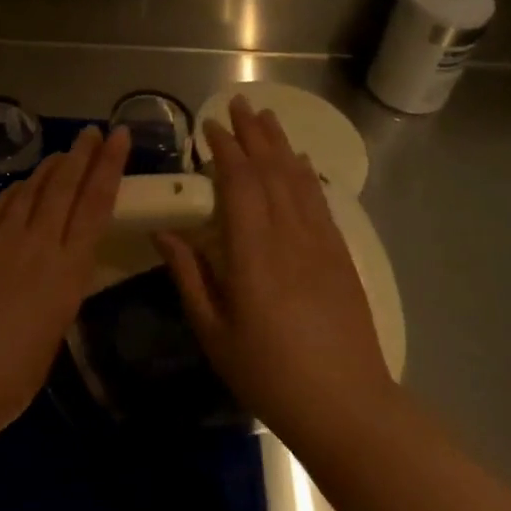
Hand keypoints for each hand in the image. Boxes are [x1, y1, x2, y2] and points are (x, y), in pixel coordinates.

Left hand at [0, 124, 129, 439]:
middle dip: (82, 154)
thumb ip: (60, 289)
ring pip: (30, 189)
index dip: (109, 166)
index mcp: (68, 270)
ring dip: (49, 168)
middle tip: (93, 131)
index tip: (119, 136)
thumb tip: (58, 267)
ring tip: (62, 154)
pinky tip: (20, 185)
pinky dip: (15, 190)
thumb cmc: (11, 378)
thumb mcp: (54, 331)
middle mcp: (37, 243)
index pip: (96, 204)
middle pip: (64, 186)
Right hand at [156, 97, 393, 448]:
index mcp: (252, 253)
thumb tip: (164, 233)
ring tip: (266, 116)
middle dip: (252, 134)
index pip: (238, 183)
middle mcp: (288, 236)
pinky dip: (307, 176)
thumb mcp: (214, 332)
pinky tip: (300, 162)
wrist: (347, 406)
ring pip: (297, 180)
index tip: (208, 126)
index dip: (224, 149)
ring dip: (280, 144)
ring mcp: (319, 243)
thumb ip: (189, 276)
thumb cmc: (269, 373)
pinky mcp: (340, 256)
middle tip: (237, 103)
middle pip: (270, 170)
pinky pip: (320, 202)